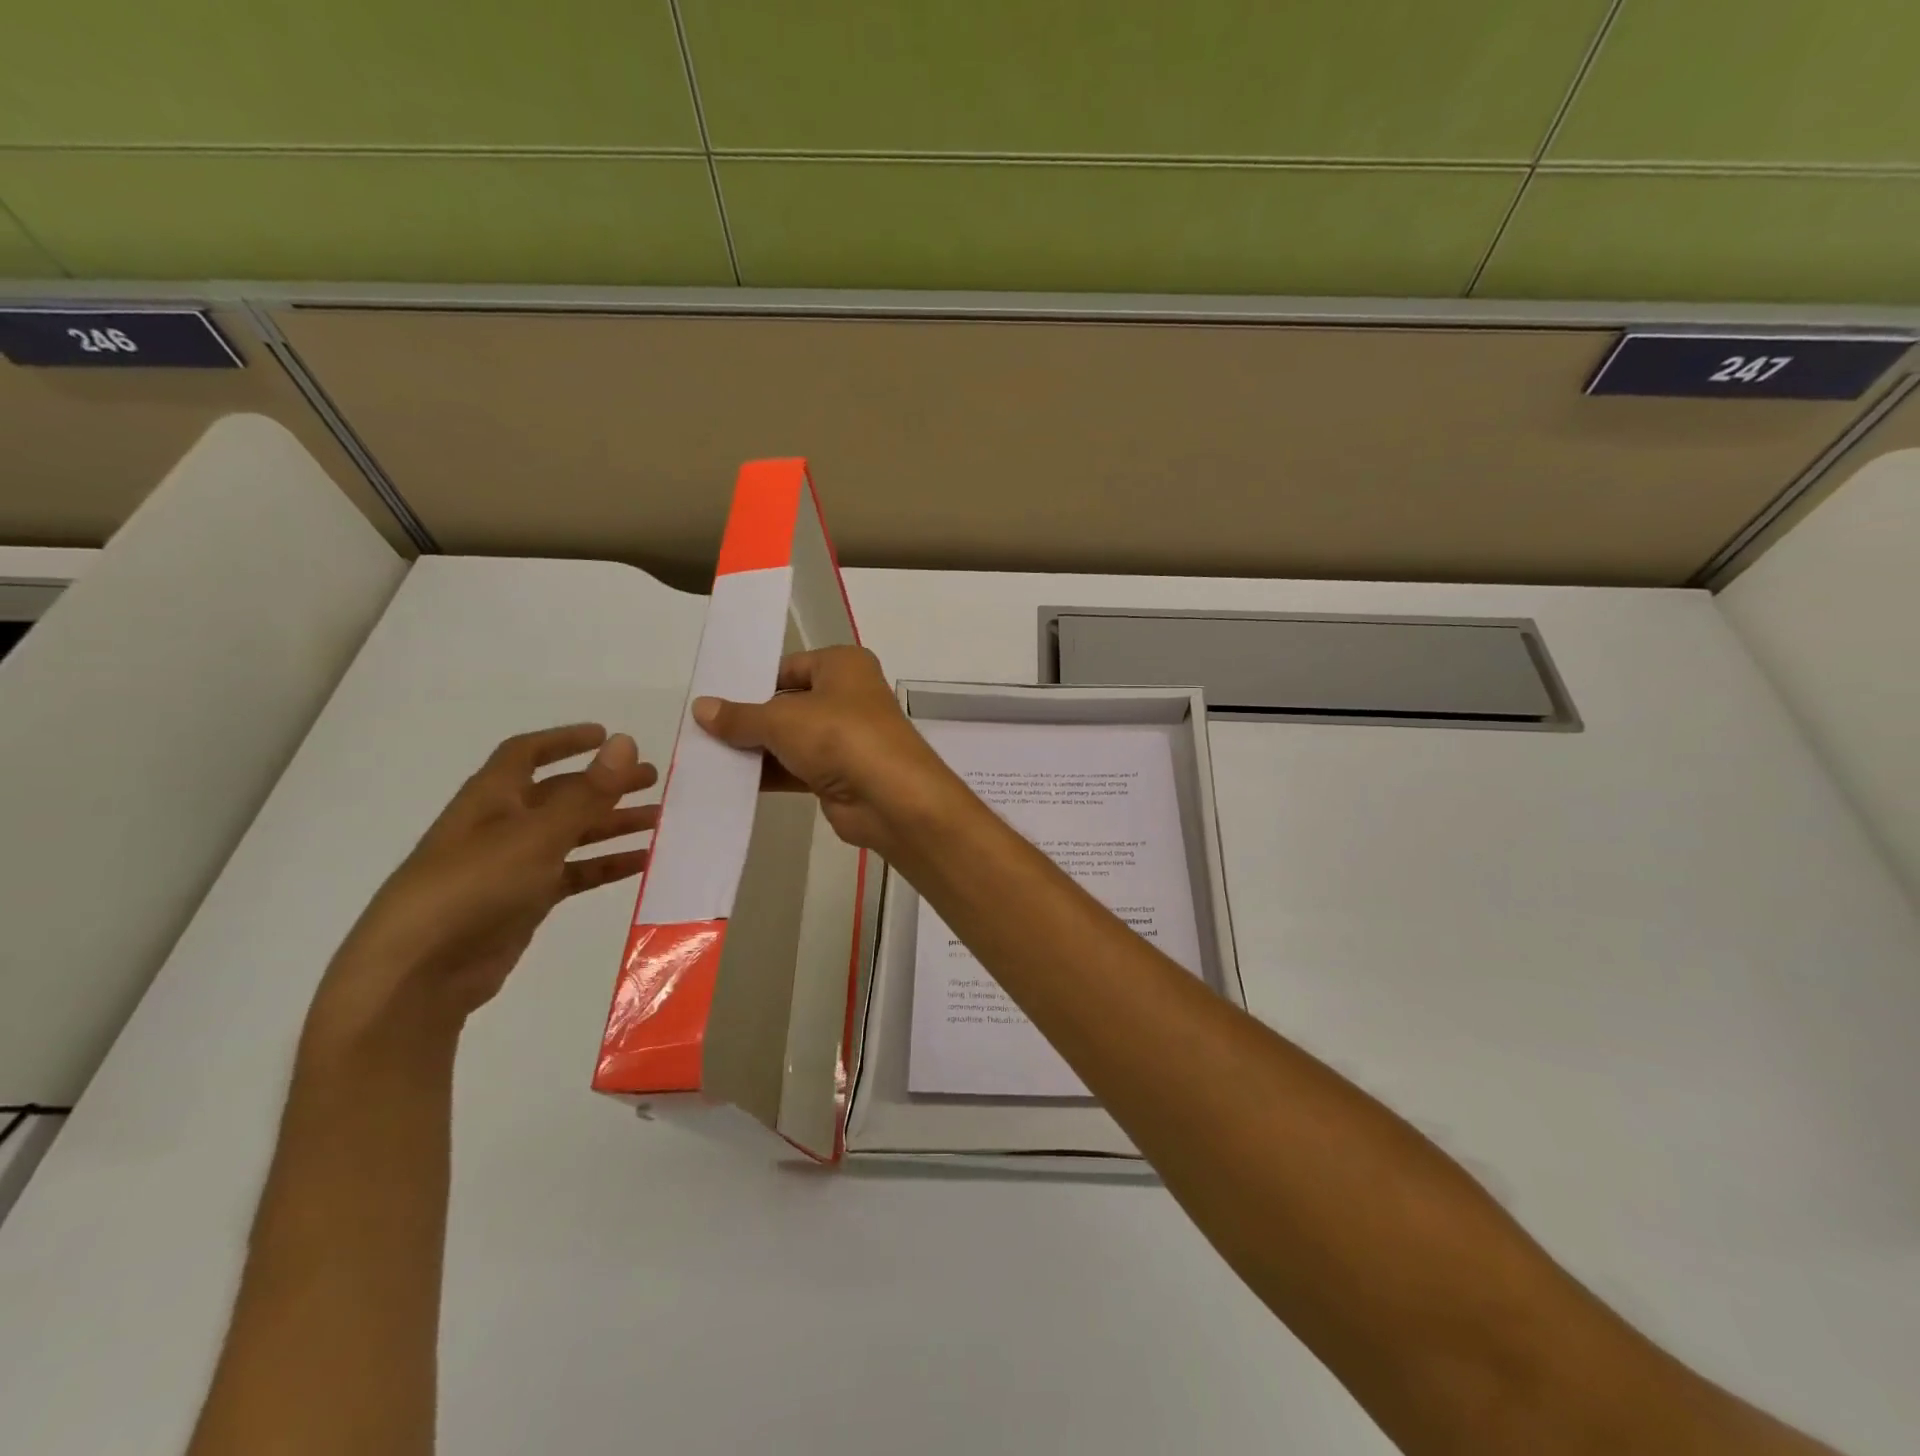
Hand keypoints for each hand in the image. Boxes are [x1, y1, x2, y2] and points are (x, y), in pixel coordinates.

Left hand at [310, 725, 658, 1043]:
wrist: (419, 973)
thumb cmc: (474, 887)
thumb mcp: (537, 834)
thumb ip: (587, 792)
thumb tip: (626, 741)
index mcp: (492, 798)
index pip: (526, 754)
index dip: (565, 740)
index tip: (608, 736)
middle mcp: (502, 825)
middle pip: (560, 794)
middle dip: (604, 784)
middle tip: (652, 780)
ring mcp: (513, 866)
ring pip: (572, 834)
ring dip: (612, 824)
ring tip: (659, 820)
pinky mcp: (524, 902)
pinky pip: (573, 873)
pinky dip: (605, 865)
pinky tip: (641, 863)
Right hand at [691, 646, 964, 858]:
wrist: (890, 798)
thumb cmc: (839, 736)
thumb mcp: (782, 720)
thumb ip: (740, 717)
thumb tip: (701, 708)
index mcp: (842, 665)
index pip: (788, 666)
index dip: (752, 681)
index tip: (712, 697)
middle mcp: (847, 696)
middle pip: (788, 704)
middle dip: (750, 719)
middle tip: (701, 729)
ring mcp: (846, 738)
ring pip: (792, 739)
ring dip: (756, 749)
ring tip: (706, 755)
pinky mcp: (840, 775)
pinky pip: (797, 769)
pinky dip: (770, 773)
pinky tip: (731, 781)